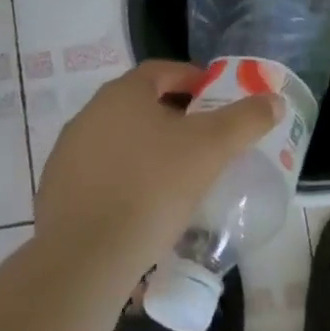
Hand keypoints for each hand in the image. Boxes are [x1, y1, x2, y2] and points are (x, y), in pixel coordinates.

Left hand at [35, 59, 281, 284]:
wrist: (84, 259)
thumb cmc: (153, 188)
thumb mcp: (211, 149)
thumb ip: (245, 120)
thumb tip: (274, 100)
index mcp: (123, 93)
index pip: (163, 70)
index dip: (193, 79)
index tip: (215, 99)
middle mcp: (90, 114)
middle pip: (140, 104)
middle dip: (173, 117)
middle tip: (202, 140)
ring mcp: (67, 153)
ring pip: (119, 140)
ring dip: (146, 150)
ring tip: (175, 178)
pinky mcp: (56, 192)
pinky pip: (100, 174)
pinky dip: (123, 180)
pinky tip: (141, 208)